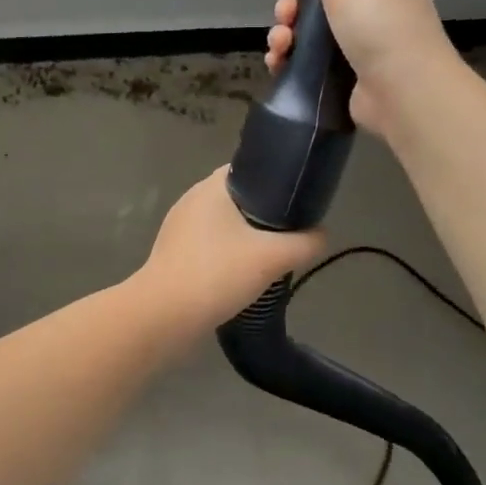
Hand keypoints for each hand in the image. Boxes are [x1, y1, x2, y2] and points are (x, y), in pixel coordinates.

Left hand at [132, 166, 324, 337]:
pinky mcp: (174, 254)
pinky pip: (210, 246)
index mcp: (211, 187)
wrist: (164, 315)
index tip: (299, 201)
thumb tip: (321, 234)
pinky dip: (228, 256)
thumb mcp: (273, 257)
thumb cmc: (217, 273)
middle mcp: (192, 200)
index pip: (249, 169)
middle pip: (239, 198)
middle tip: (291, 233)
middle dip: (265, 214)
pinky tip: (243, 276)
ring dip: (246, 238)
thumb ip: (305, 242)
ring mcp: (179, 227)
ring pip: (224, 225)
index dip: (276, 181)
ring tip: (271, 256)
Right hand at [265, 0, 461, 137]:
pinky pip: (311, 66)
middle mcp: (378, 12)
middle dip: (291, 10)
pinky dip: (290, 64)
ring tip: (279, 48)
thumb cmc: (381, 27)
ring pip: (311, 36)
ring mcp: (364, 49)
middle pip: (320, 3)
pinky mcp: (349, 80)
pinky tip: (278, 66)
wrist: (406, 94)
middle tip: (285, 20)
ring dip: (286, 37)